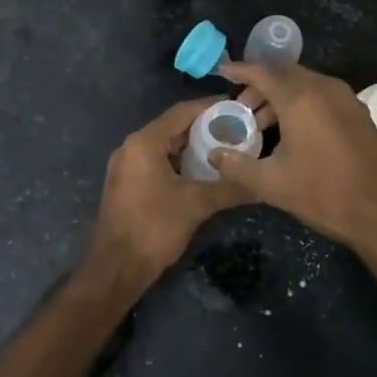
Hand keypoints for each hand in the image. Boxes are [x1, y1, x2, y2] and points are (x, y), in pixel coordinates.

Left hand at [86, 98, 242, 288]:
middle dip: (205, 128)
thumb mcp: (196, 204)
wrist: (115, 270)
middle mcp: (132, 147)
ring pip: (166, 147)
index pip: (182, 112)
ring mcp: (127, 167)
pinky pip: (158, 163)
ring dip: (193, 147)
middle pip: (173, 127)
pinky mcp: (128, 185)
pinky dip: (180, 163)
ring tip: (225, 149)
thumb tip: (261, 182)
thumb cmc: (154, 228)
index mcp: (144, 142)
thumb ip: (229, 187)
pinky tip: (203, 172)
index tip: (237, 106)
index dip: (211, 107)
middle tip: (236, 129)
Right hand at [211, 62, 376, 258]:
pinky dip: (301, 101)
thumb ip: (237, 166)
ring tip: (262, 122)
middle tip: (240, 104)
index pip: (262, 71)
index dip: (240, 70)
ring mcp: (345, 98)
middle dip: (260, 83)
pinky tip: (293, 129)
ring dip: (281, 94)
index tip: (222, 72)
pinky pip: (322, 94)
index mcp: (300, 97)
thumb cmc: (324, 193)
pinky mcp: (358, 113)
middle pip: (285, 73)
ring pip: (305, 83)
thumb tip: (214, 154)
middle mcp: (324, 88)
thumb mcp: (272, 184)